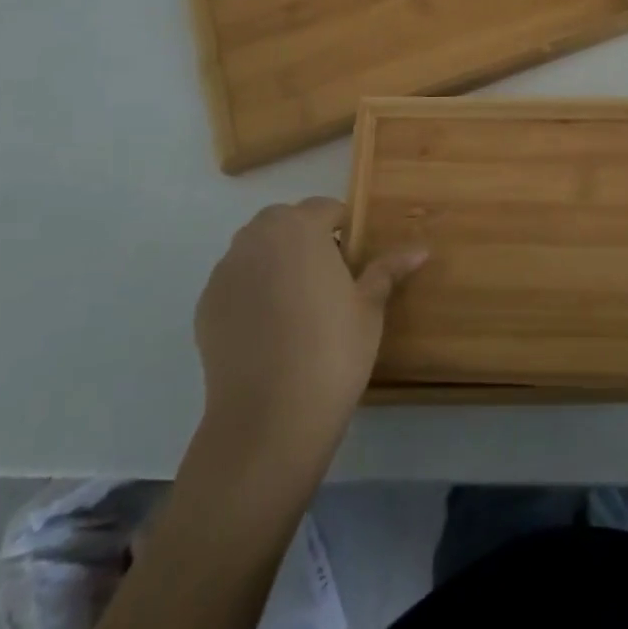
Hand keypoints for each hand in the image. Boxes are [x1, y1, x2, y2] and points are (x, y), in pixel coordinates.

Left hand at [195, 198, 425, 460]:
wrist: (268, 420)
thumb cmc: (332, 352)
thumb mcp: (369, 308)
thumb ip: (387, 270)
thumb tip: (421, 249)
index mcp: (300, 227)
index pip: (325, 208)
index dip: (343, 230)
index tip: (354, 261)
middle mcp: (258, 238)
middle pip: (285, 222)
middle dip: (306, 240)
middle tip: (328, 281)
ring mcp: (227, 270)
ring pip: (257, 250)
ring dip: (276, 262)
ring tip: (296, 305)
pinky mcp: (206, 304)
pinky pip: (236, 282)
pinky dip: (251, 291)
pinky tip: (268, 329)